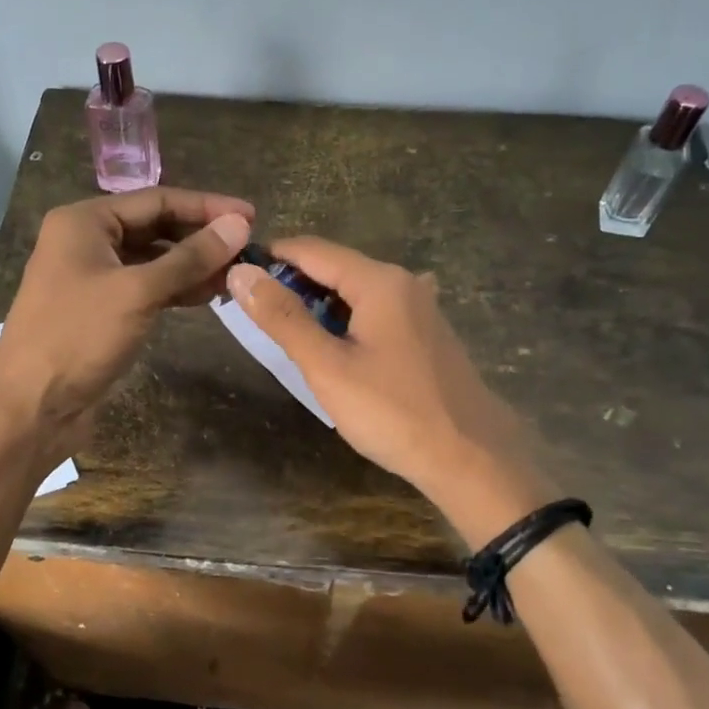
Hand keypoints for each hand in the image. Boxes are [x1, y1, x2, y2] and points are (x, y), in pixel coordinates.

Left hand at [0, 187, 253, 463]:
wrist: (30, 408)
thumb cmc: (78, 337)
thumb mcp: (139, 291)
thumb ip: (191, 257)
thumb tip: (240, 225)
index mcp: (85, 221)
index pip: (157, 200)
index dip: (207, 207)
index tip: (252, 216)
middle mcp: (87, 241)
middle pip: (156, 227)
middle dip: (202, 237)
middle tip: (249, 248)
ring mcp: (93, 277)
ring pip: (154, 260)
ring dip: (194, 265)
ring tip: (238, 274)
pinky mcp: (102, 309)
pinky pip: (147, 287)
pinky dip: (177, 289)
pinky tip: (210, 295)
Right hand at [225, 239, 558, 546]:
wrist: (472, 458)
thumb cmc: (393, 411)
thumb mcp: (327, 366)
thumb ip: (283, 317)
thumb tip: (242, 273)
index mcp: (379, 281)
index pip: (311, 250)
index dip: (271, 258)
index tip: (236, 279)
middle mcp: (404, 282)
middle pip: (335, 268)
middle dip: (293, 285)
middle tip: (256, 317)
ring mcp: (421, 308)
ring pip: (356, 293)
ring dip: (319, 306)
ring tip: (288, 336)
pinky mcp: (428, 334)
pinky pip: (377, 313)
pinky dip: (347, 322)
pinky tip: (336, 349)